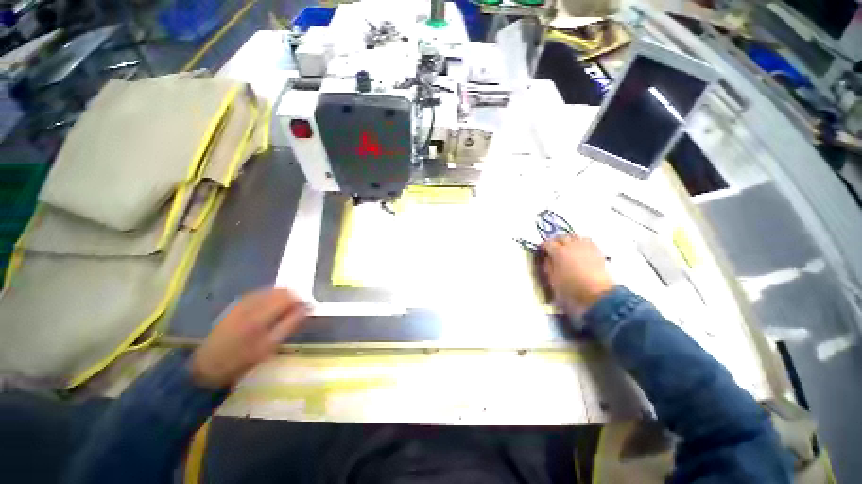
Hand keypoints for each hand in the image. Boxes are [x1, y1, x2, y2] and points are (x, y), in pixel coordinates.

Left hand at [190, 289, 309, 388]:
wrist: (207, 365)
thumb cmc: (241, 360)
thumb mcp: (268, 347)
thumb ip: (289, 325)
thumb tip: (306, 309)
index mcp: (259, 316)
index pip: (288, 297)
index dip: (301, 301)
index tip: (307, 309)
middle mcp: (250, 304)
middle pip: (280, 291)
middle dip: (294, 298)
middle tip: (298, 311)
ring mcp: (242, 302)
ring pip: (271, 290)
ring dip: (283, 297)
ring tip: (287, 310)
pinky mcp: (237, 304)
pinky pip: (261, 293)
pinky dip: (272, 297)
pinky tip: (273, 307)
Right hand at [542, 235, 613, 313]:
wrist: (599, 295)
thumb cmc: (572, 289)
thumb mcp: (553, 280)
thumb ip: (548, 267)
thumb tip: (547, 258)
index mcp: (559, 253)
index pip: (548, 243)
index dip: (543, 246)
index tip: (541, 250)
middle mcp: (572, 246)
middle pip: (562, 237)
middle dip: (556, 241)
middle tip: (553, 247)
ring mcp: (586, 247)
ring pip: (575, 236)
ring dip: (569, 239)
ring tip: (567, 246)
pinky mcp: (597, 251)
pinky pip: (587, 241)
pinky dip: (581, 242)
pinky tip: (580, 249)